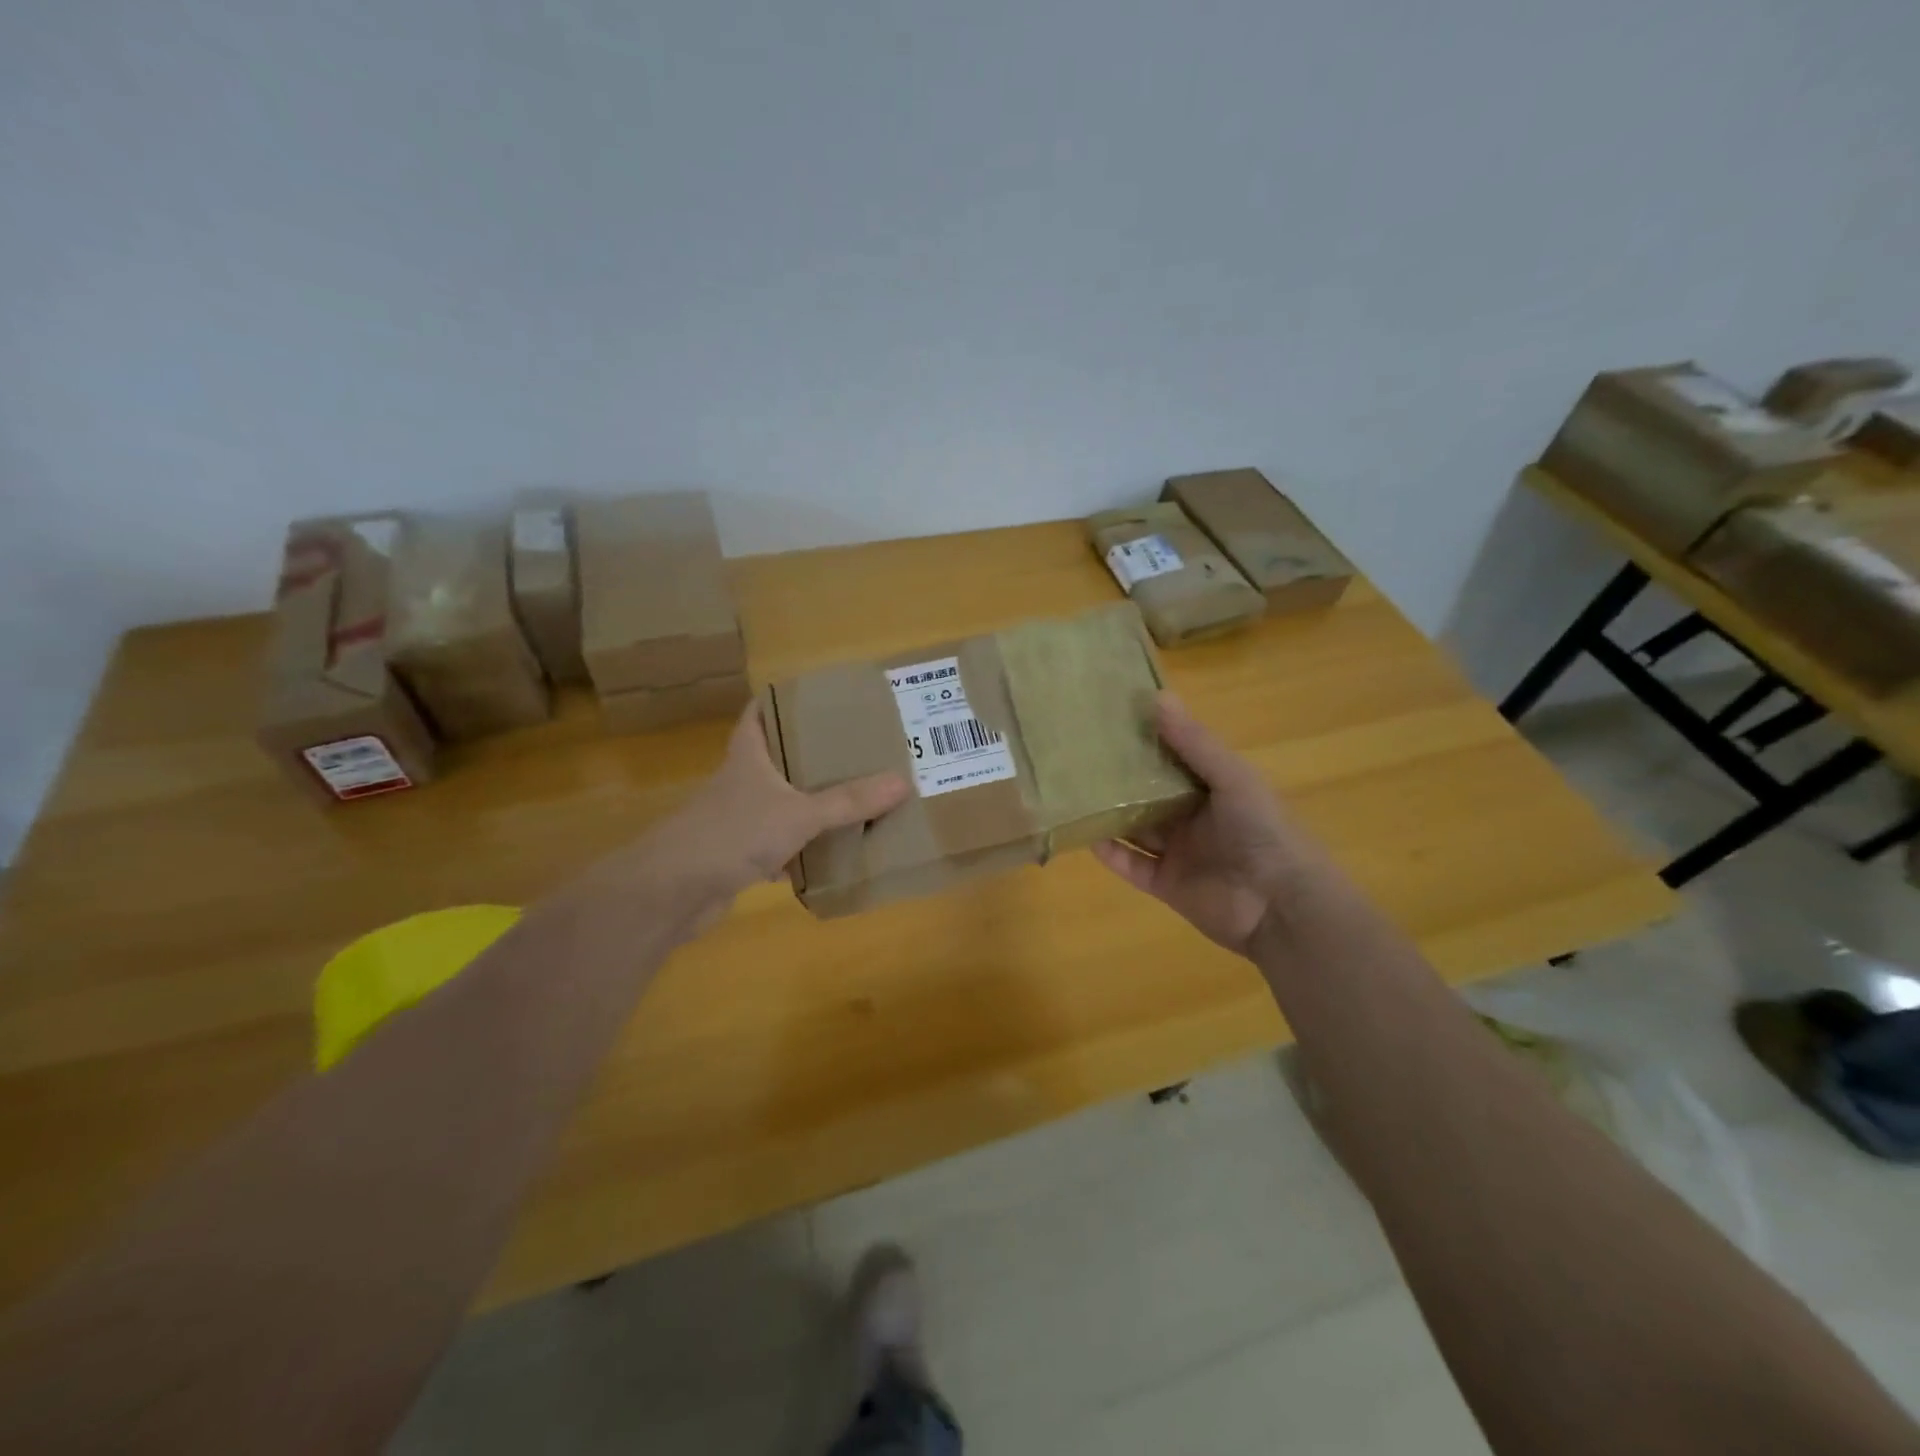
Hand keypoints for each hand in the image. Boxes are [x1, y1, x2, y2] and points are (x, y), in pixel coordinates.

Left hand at [586, 703, 908, 934]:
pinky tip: (830, 854)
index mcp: (749, 756)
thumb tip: (903, 782)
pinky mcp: (738, 855)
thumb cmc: (733, 833)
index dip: (782, 700)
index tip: (818, 696)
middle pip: (776, 758)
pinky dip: (802, 849)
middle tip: (854, 749)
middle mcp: (741, 782)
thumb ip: (848, 801)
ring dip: (809, 803)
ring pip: (780, 803)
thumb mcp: (799, 813)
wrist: (673, 891)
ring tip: (852, 797)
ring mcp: (737, 820)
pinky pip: (779, 845)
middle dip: (811, 755)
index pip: (759, 713)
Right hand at [1092, 695, 1309, 956]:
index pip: (1174, 759)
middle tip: (1080, 755)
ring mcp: (1179, 853)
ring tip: (1074, 792)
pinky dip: (1110, 853)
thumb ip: (1194, 743)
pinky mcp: (1165, 885)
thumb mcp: (1231, 777)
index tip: (1111, 720)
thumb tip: (1157, 696)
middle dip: (1121, 778)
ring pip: (1136, 828)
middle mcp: (1194, 818)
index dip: (1147, 741)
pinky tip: (1085, 836)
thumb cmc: (1262, 830)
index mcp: (1215, 789)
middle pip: (1150, 794)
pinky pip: (1131, 866)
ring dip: (1110, 814)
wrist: (1281, 905)